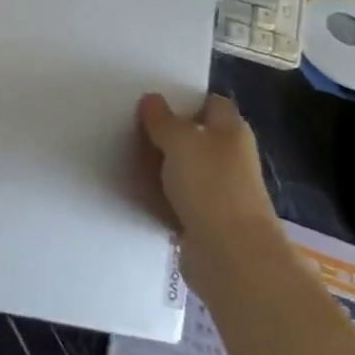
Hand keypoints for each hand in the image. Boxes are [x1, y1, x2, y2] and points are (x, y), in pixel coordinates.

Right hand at [137, 92, 279, 276]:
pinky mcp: (203, 219)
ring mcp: (217, 191)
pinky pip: (175, 198)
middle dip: (166, 132)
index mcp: (231, 132)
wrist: (231, 255)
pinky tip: (133, 188)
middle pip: (195, 136)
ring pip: (182, 168)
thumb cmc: (211, 186)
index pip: (211, 104)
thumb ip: (163, 119)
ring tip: (124, 154)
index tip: (152, 100)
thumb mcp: (180, 140)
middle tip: (129, 125)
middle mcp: (228, 158)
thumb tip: (152, 100)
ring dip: (159, 165)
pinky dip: (157, 194)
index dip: (185, 98)